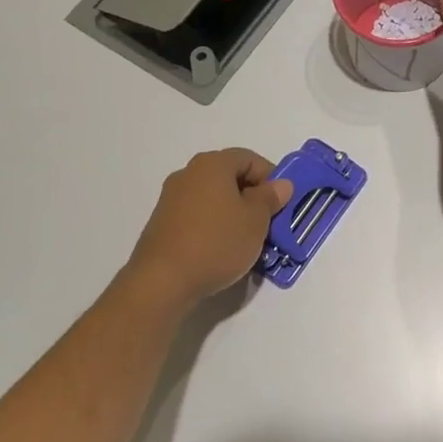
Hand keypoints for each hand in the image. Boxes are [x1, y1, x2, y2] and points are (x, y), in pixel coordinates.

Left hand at [124, 149, 292, 302]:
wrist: (161, 282)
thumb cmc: (216, 242)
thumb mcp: (256, 220)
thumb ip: (271, 198)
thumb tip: (280, 184)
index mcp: (212, 164)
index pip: (250, 159)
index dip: (271, 178)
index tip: (281, 204)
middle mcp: (189, 174)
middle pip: (230, 177)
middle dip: (253, 198)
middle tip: (268, 223)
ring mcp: (171, 199)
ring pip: (214, 199)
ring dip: (234, 214)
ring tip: (247, 241)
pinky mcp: (162, 224)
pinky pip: (198, 216)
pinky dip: (214, 227)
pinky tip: (222, 250)